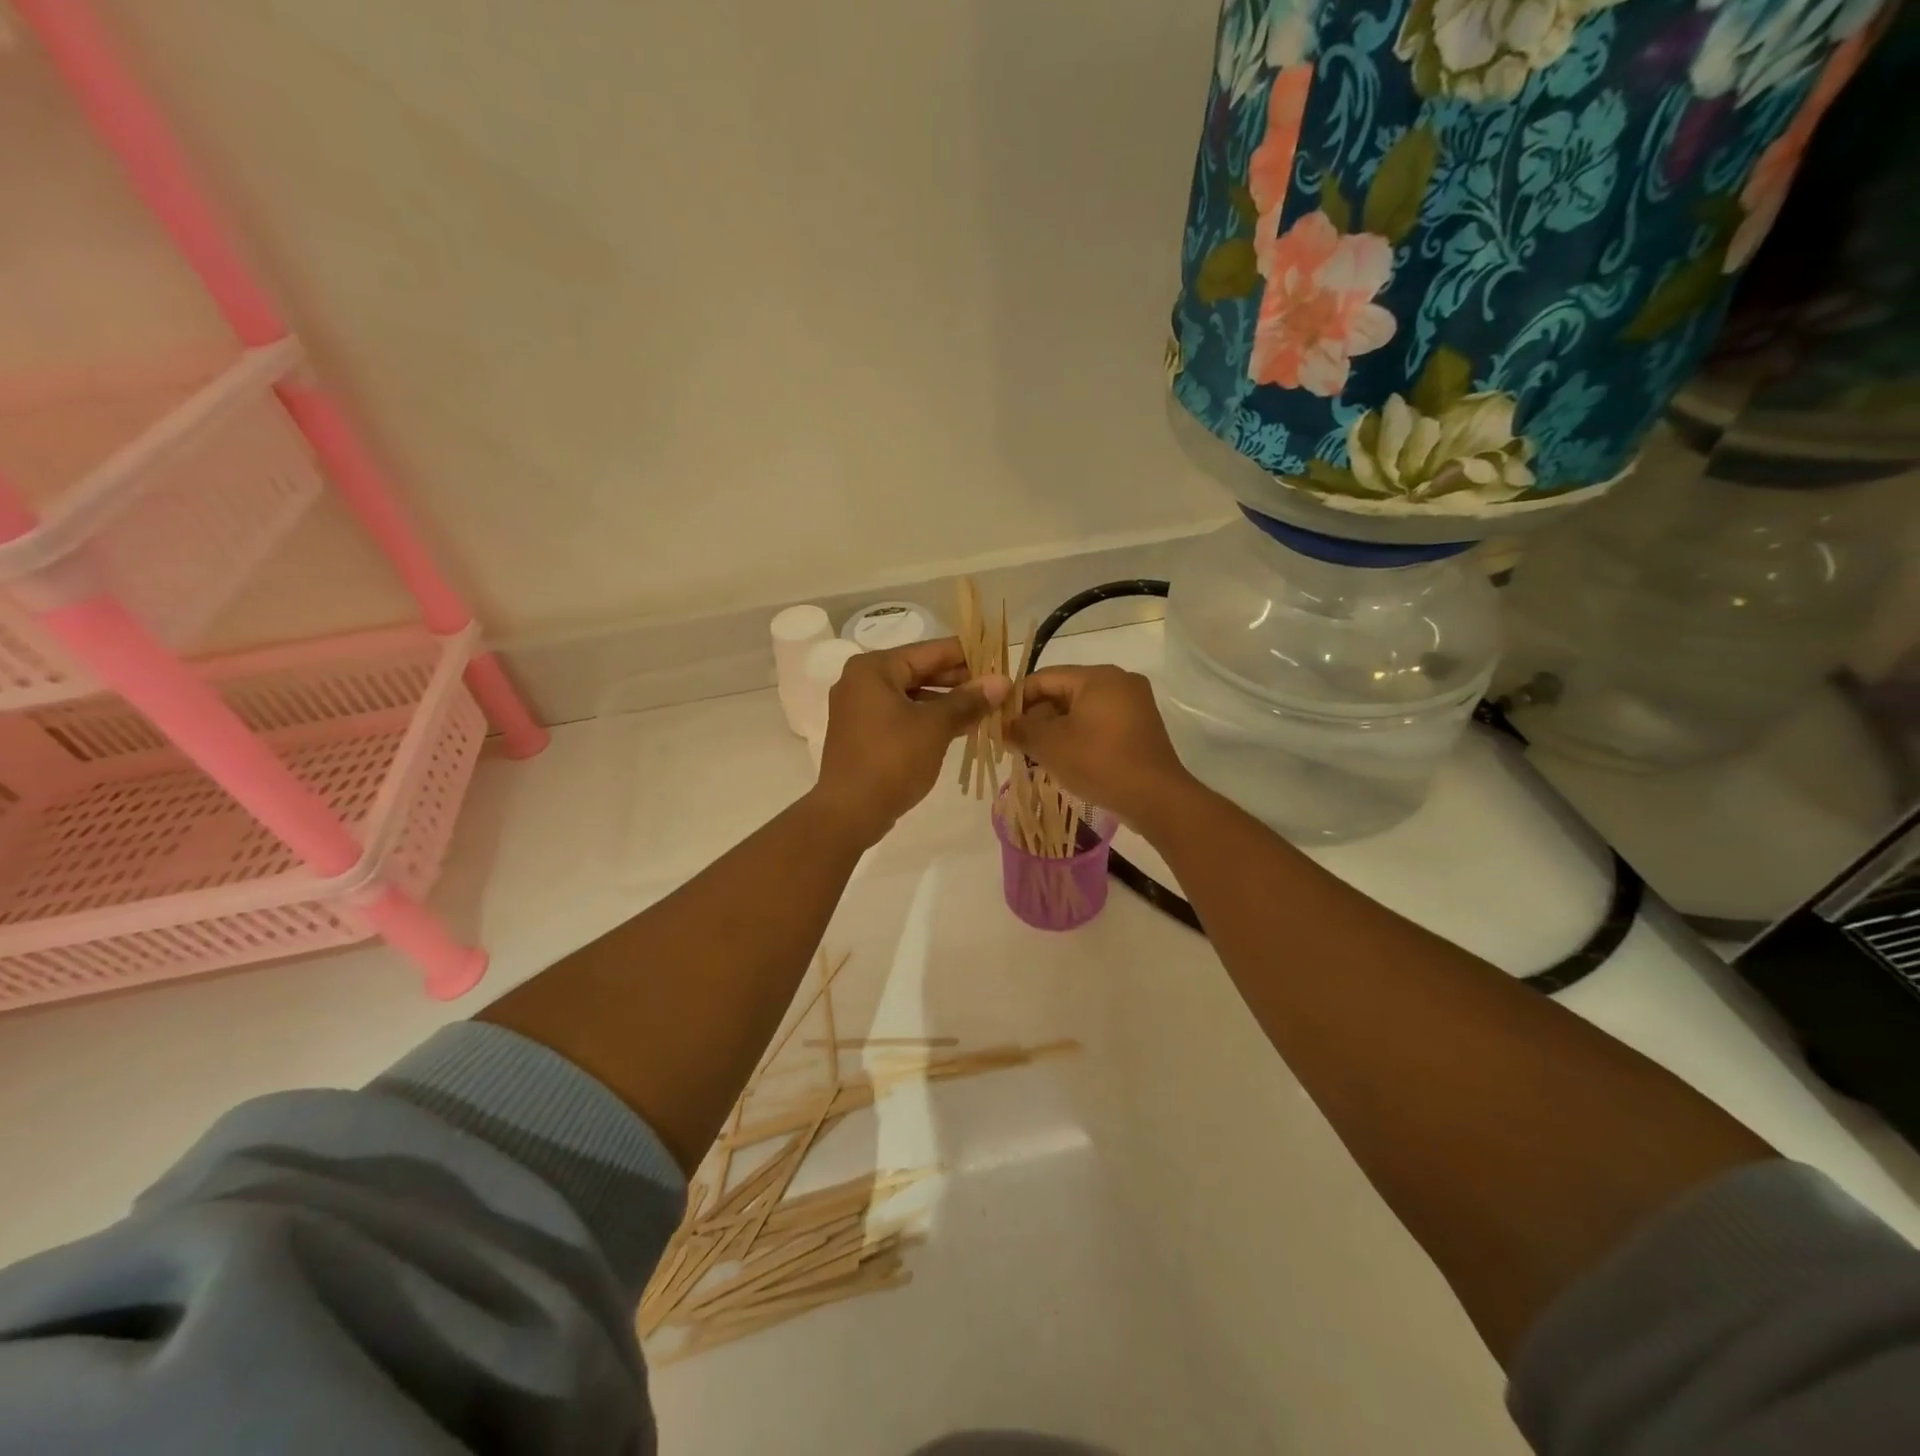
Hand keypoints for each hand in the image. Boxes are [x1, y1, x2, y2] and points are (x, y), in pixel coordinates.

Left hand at [812, 638, 1009, 845]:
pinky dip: (929, 719)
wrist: (849, 812)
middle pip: (920, 671)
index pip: (930, 650)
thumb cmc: (892, 760)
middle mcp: (862, 681)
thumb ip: (968, 701)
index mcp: (874, 668)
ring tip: (985, 708)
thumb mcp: (935, 726)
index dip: (968, 655)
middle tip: (997, 687)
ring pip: (913, 696)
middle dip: (959, 680)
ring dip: (947, 702)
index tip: (999, 658)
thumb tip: (1002, 682)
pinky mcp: (864, 734)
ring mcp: (860, 709)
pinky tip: (959, 728)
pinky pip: (902, 716)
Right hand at [1007, 665, 1198, 831]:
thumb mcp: (1049, 745)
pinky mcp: (1141, 729)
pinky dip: (1079, 736)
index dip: (1017, 699)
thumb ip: (1020, 729)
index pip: (1044, 677)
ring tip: (1035, 754)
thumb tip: (1003, 725)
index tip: (999, 722)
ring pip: (1081, 710)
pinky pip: (1100, 724)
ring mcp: (1134, 705)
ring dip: (1056, 729)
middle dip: (1037, 716)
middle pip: (1064, 691)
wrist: (1155, 798)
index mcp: (1097, 676)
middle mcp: (1119, 682)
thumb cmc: (1098, 762)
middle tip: (1015, 742)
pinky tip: (1064, 759)